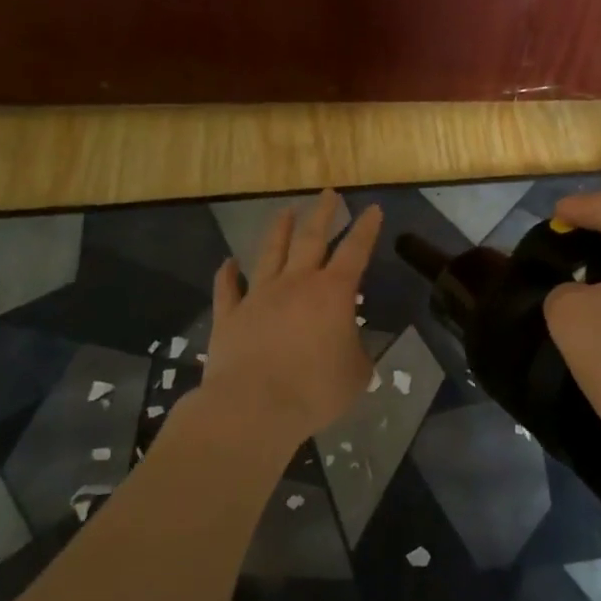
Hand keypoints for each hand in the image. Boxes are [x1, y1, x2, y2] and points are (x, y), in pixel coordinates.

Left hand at [201, 190, 382, 445]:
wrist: (253, 407)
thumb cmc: (315, 390)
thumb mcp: (356, 373)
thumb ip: (357, 351)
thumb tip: (350, 343)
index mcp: (332, 293)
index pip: (355, 251)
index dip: (366, 229)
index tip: (373, 208)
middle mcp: (296, 284)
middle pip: (311, 238)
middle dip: (322, 213)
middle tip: (328, 193)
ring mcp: (258, 296)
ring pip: (270, 253)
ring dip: (279, 230)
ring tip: (286, 211)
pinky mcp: (229, 316)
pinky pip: (227, 288)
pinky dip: (227, 274)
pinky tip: (228, 263)